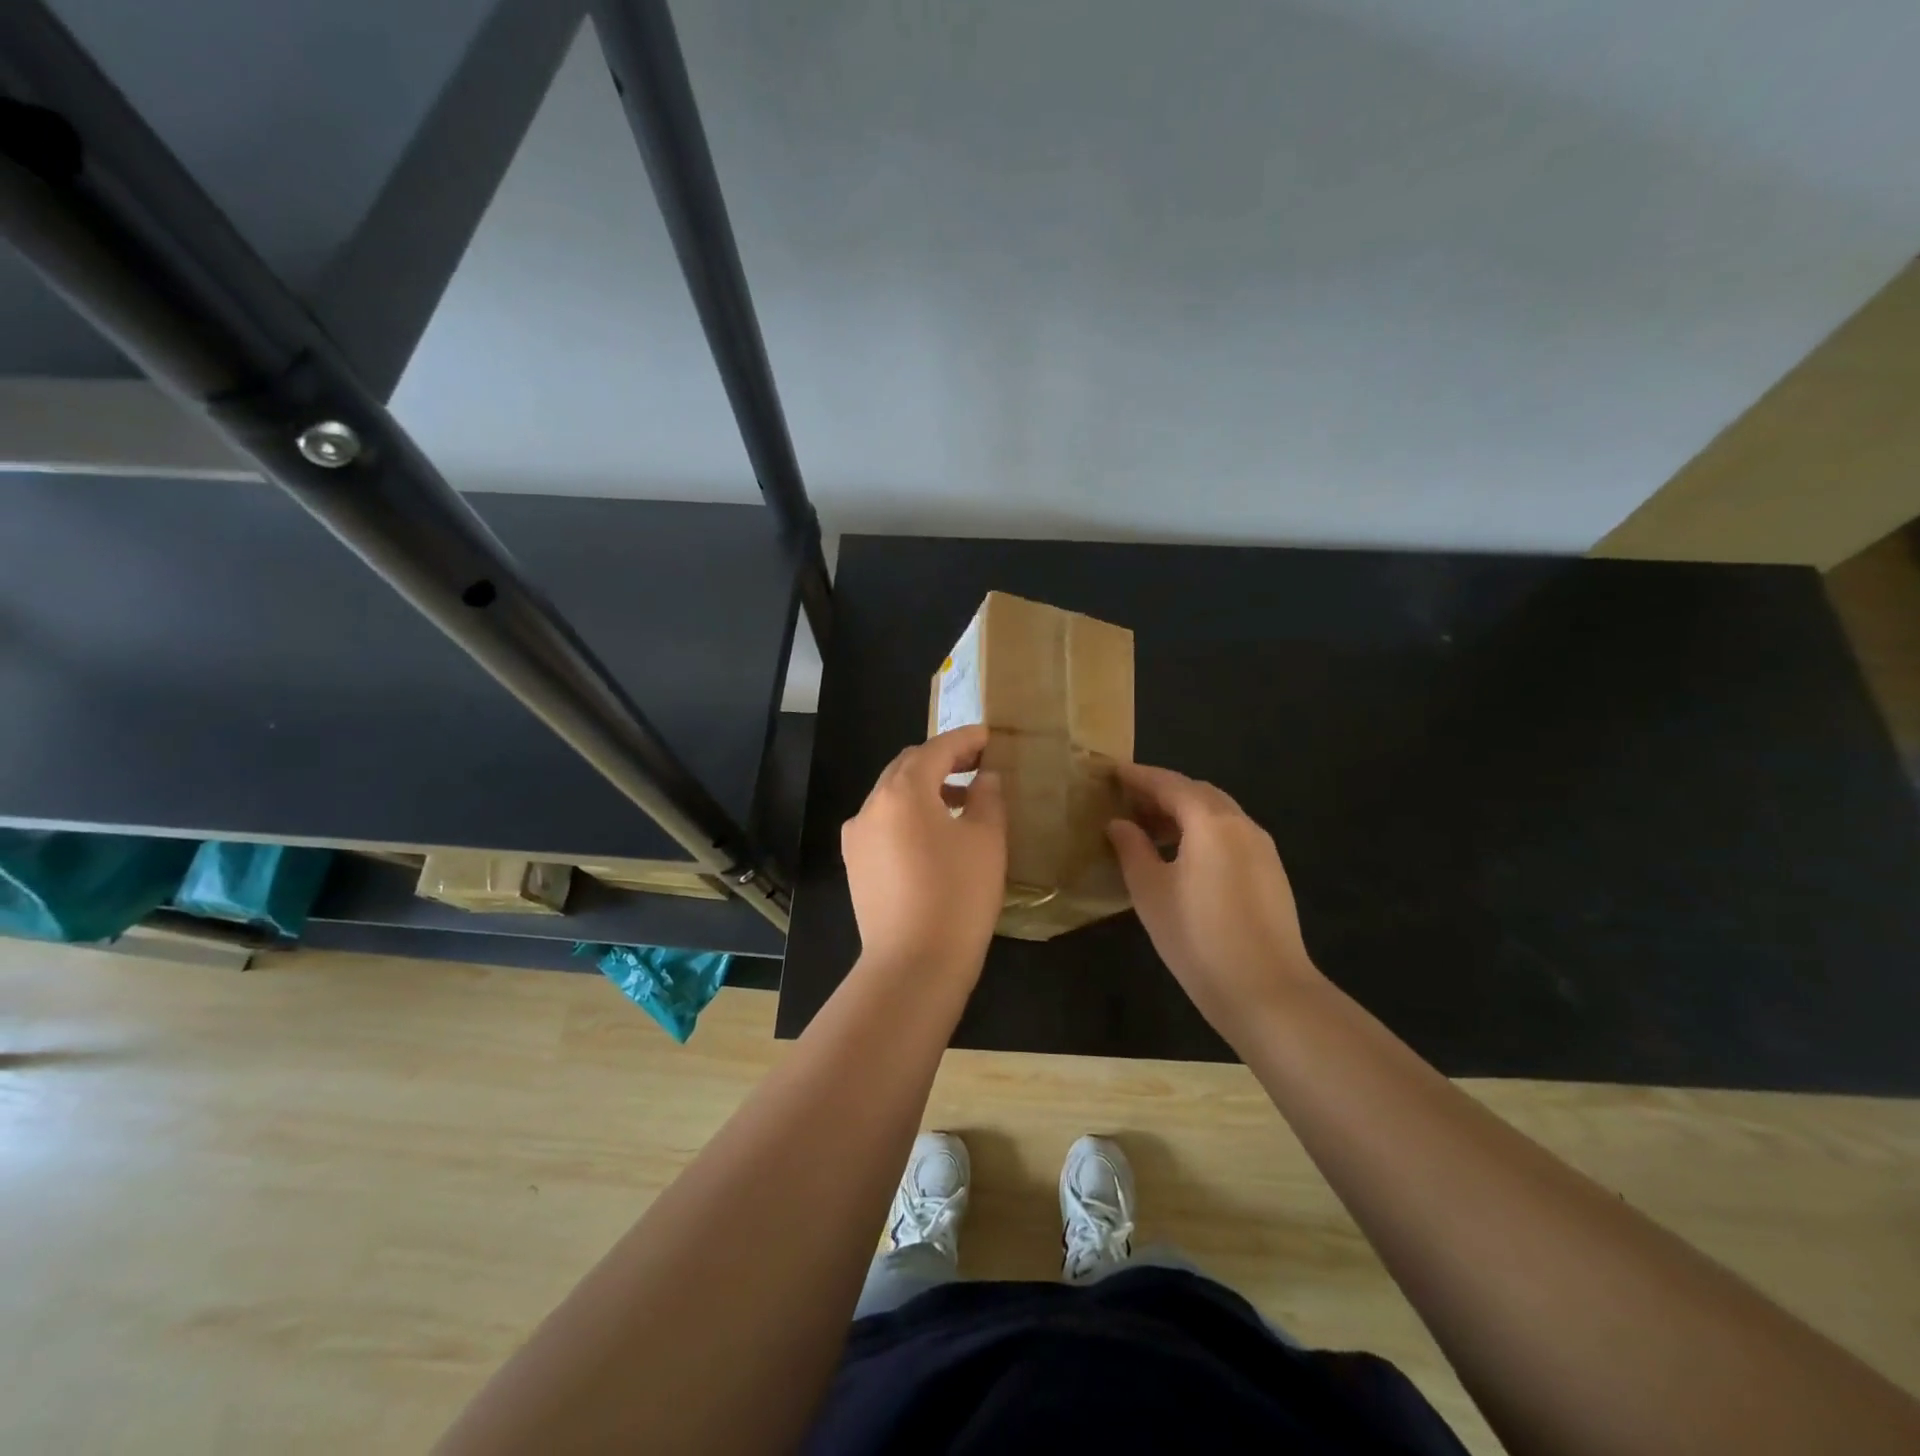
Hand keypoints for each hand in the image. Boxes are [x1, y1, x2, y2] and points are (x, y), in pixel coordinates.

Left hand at [842, 725, 1006, 979]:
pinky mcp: (856, 863)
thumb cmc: (958, 896)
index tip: (989, 737)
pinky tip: (935, 833)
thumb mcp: (986, 840)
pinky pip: (884, 822)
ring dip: (926, 787)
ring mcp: (857, 836)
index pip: (936, 749)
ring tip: (962, 799)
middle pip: (907, 766)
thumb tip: (985, 778)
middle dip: (942, 759)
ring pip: (893, 795)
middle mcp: (871, 805)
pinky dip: (910, 814)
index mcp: (903, 791)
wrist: (913, 965)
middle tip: (978, 763)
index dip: (965, 739)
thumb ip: (988, 797)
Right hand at [1107, 762, 1321, 1039]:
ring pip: (1217, 813)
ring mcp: (1262, 848)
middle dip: (1161, 792)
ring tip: (1150, 831)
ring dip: (1183, 813)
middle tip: (1127, 803)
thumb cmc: (1197, 937)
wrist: (1267, 991)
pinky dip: (1203, 831)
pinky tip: (1183, 857)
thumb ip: (1132, 849)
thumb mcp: (1150, 891)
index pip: (1168, 783)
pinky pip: (1231, 834)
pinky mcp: (1271, 872)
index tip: (1112, 772)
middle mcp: (1241, 823)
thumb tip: (1119, 823)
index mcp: (1210, 821)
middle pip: (1197, 792)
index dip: (1138, 776)